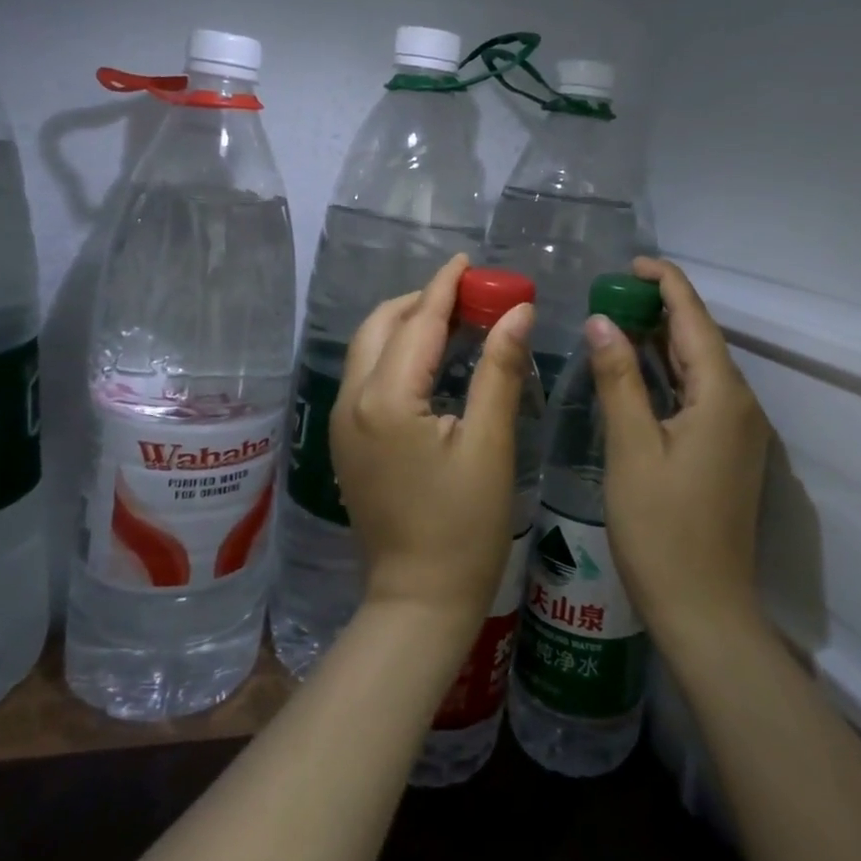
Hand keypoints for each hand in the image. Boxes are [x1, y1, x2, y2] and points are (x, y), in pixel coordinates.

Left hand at [331, 255, 535, 640]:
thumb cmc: (464, 526)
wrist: (417, 599)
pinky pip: (366, 375)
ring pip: (368, 348)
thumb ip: (500, 370)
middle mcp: (352, 400)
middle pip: (381, 326)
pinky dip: (395, 352)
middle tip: (468, 293)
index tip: (467, 260)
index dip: (445, 286)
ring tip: (453, 318)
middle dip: (421, 300)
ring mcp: (342, 422)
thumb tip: (518, 310)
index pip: (417, 322)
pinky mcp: (346, 441)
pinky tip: (429, 360)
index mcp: (386, 399)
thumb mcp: (490, 444)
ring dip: (406, 324)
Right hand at [586, 257, 771, 651]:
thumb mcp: (632, 448)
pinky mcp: (729, 451)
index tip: (631, 263)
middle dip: (661, 308)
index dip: (666, 284)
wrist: (704, 609)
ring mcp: (739, 431)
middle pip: (702, 339)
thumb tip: (601, 321)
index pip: (695, 319)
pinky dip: (670, 373)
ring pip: (701, 368)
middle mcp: (741, 405)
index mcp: (722, 396)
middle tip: (612, 291)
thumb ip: (619, 379)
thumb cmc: (661, 528)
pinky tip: (640, 373)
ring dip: (664, 340)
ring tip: (619, 319)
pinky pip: (700, 394)